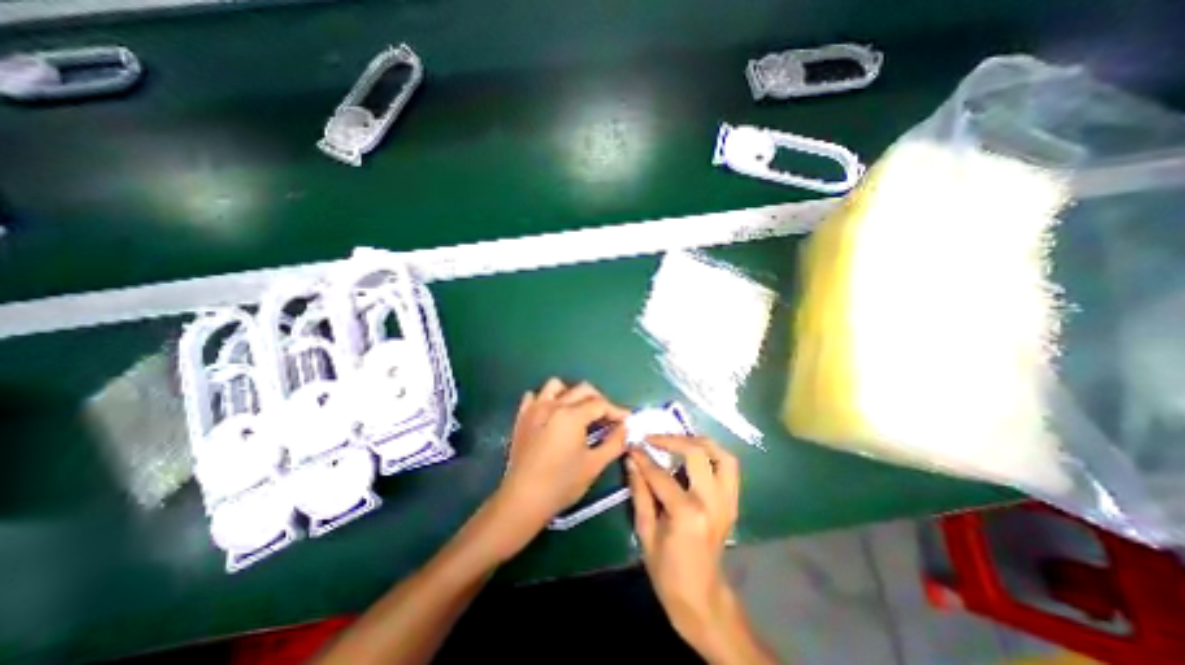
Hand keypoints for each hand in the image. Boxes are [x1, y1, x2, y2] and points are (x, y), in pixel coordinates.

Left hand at [486, 379, 627, 555]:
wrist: (523, 499)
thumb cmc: (562, 483)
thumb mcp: (594, 465)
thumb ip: (614, 443)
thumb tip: (626, 428)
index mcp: (572, 415)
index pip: (601, 404)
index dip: (617, 411)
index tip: (627, 421)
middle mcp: (553, 405)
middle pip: (582, 389)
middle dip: (600, 400)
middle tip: (608, 417)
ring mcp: (535, 408)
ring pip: (556, 385)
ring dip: (571, 393)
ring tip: (579, 411)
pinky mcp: (522, 417)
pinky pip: (534, 396)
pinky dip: (546, 399)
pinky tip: (552, 413)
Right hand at [629, 436, 738, 654]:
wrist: (702, 598)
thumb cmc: (667, 570)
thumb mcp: (645, 531)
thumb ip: (639, 491)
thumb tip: (632, 460)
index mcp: (687, 513)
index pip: (661, 474)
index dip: (643, 457)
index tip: (632, 446)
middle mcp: (712, 501)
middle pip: (697, 453)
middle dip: (672, 440)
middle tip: (653, 439)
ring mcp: (727, 501)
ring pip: (721, 454)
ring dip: (698, 441)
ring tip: (677, 440)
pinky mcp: (733, 502)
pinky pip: (728, 467)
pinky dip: (713, 454)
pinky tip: (694, 455)